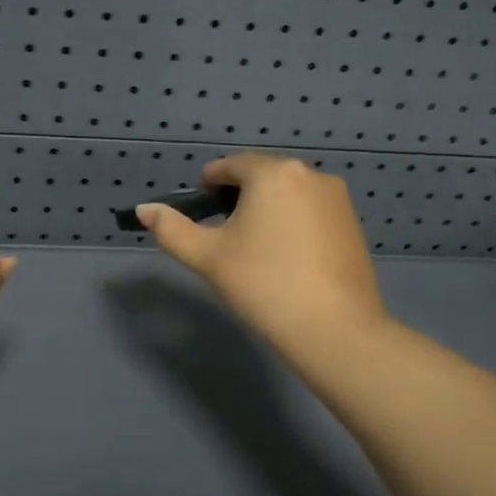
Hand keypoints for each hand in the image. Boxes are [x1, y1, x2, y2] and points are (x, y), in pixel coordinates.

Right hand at [135, 154, 384, 353]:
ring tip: (254, 247)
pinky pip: (311, 211)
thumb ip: (171, 228)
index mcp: (272, 173)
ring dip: (267, 209)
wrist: (333, 328)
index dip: (209, 184)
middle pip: (262, 177)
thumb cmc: (263, 284)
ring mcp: (336, 198)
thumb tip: (143, 208)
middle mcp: (309, 174)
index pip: (231, 166)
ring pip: (288, 194)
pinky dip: (293, 223)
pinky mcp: (352, 223)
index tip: (199, 208)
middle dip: (239, 197)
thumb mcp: (207, 256)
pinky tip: (285, 257)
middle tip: (223, 233)